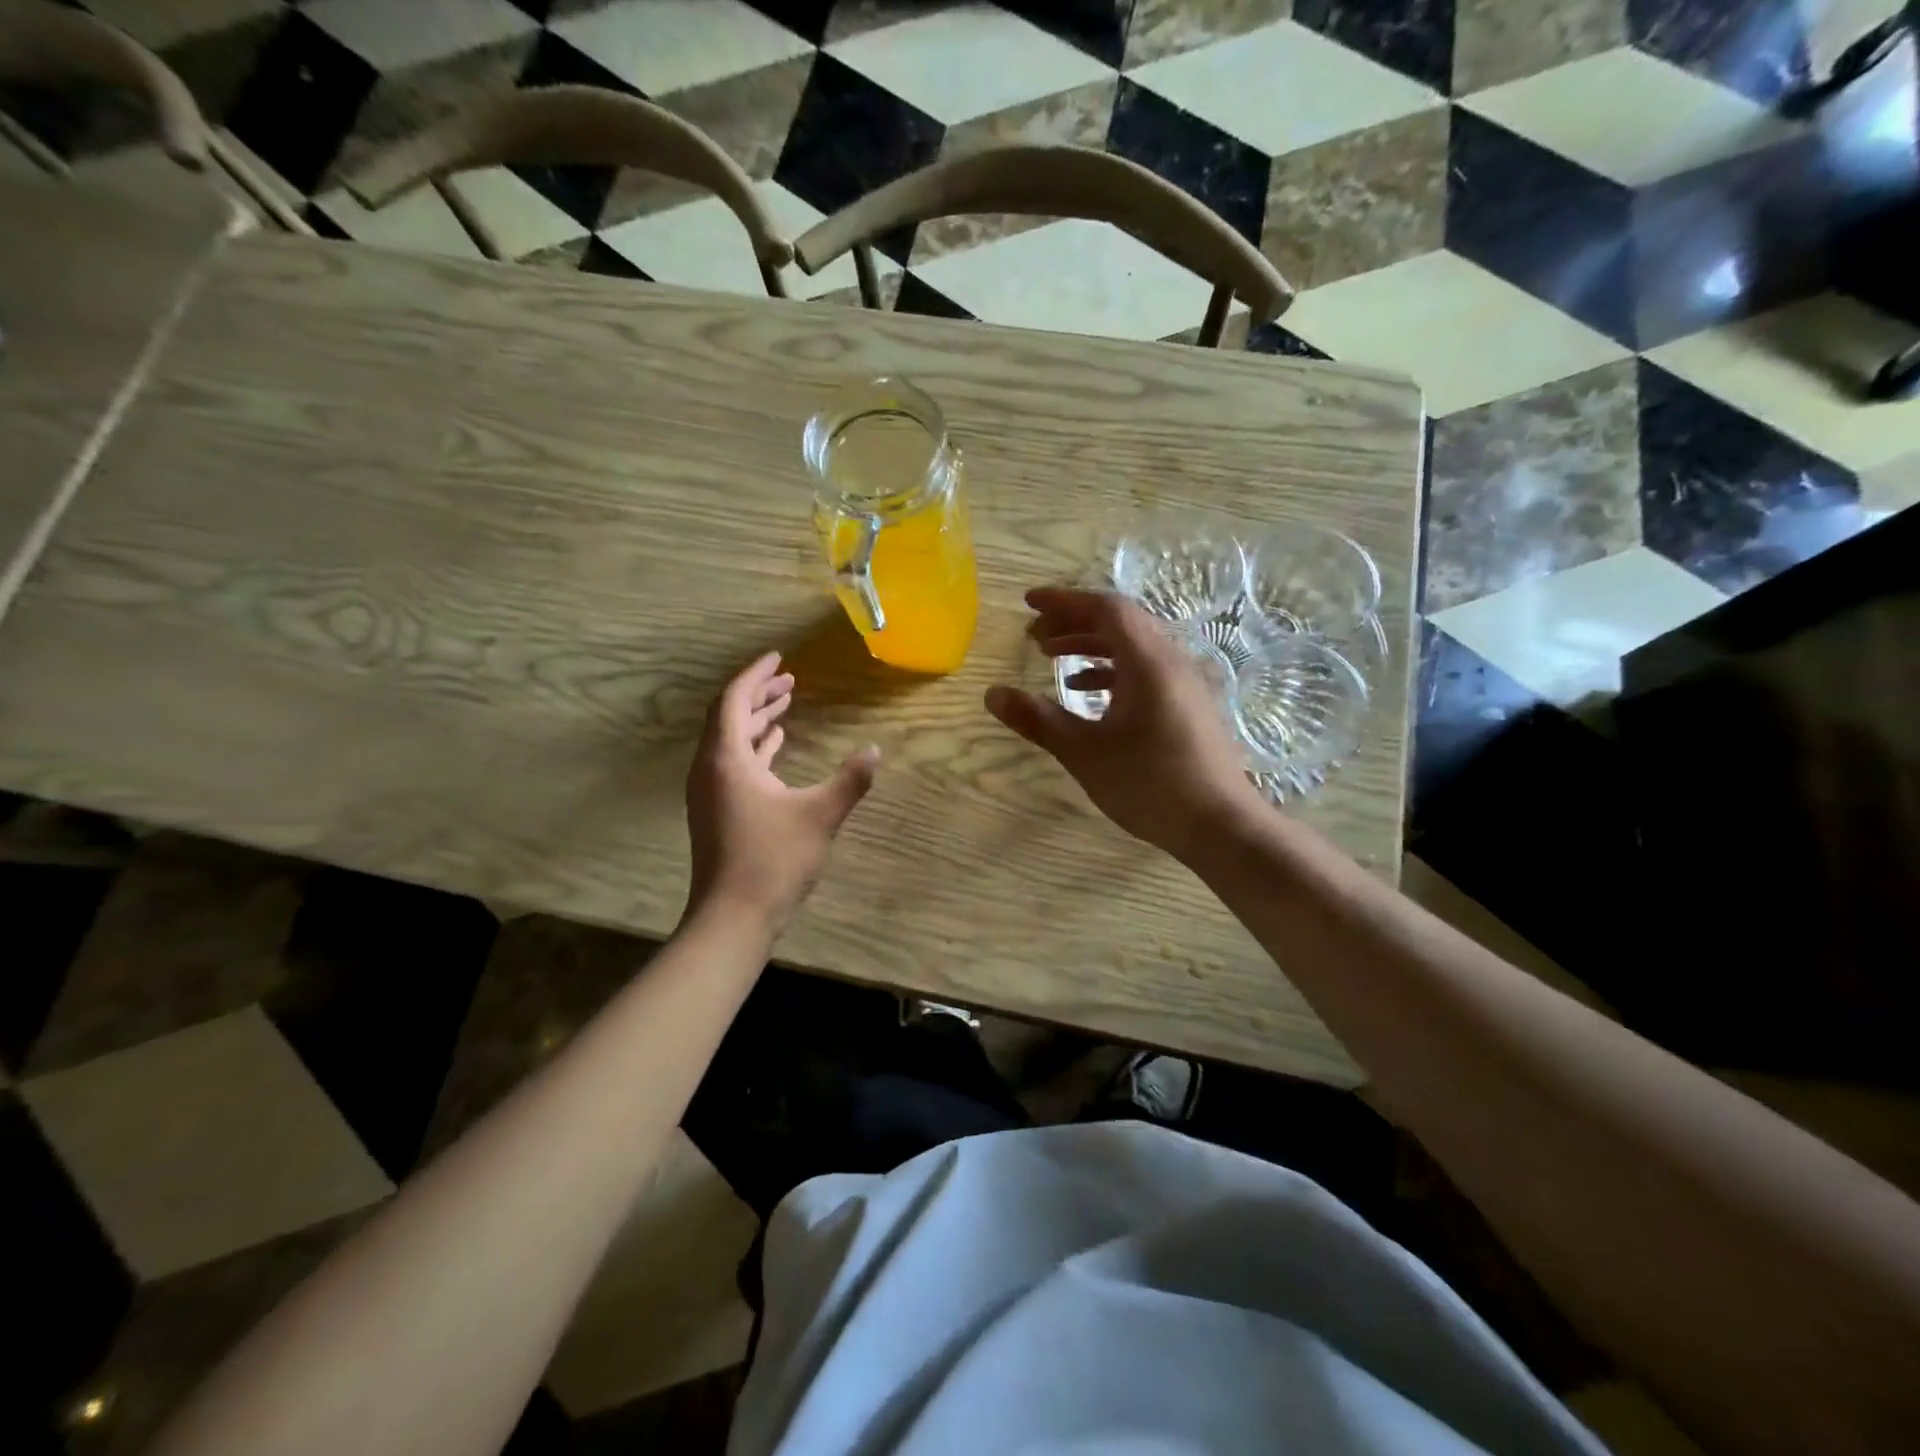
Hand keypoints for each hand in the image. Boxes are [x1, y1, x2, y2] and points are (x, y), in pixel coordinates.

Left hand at [686, 652, 879, 933]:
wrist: (732, 917)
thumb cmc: (773, 860)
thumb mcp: (820, 815)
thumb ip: (850, 780)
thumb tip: (875, 750)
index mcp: (727, 759)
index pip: (734, 699)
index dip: (756, 675)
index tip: (778, 657)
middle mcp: (710, 768)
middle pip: (729, 716)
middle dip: (758, 694)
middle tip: (790, 679)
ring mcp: (710, 791)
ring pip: (730, 741)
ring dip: (757, 720)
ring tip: (786, 705)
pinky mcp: (716, 811)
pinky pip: (733, 763)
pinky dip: (755, 748)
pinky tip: (776, 746)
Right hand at [985, 588, 1262, 861]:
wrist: (1220, 825)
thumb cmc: (1150, 784)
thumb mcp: (1084, 752)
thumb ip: (1038, 720)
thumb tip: (992, 694)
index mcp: (1147, 661)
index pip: (1104, 609)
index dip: (1063, 602)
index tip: (1028, 603)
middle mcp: (1170, 660)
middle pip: (1119, 622)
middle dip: (1072, 623)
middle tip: (1034, 637)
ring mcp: (1183, 682)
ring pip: (1132, 646)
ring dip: (1090, 646)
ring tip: (1052, 659)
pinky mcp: (1187, 703)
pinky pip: (1144, 669)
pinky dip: (1111, 670)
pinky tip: (1085, 692)